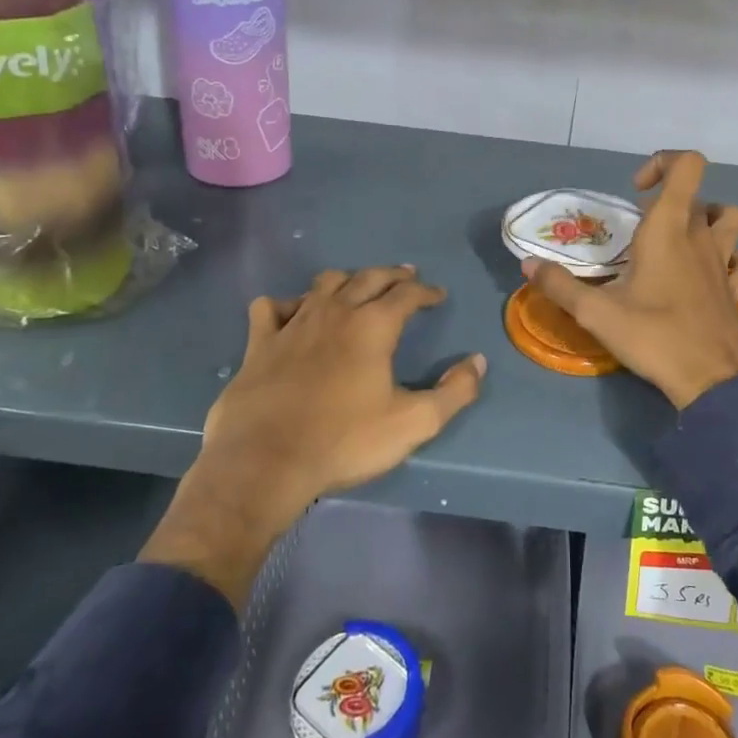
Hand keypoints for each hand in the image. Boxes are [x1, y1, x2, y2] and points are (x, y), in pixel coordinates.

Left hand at [140, 267, 485, 605]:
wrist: (265, 462)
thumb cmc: (344, 441)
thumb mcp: (413, 423)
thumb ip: (454, 392)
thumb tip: (477, 361)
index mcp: (373, 326)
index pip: (407, 295)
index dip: (426, 292)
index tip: (438, 295)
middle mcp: (335, 312)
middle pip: (368, 278)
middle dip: (392, 275)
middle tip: (406, 276)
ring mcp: (293, 323)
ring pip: (324, 284)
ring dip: (347, 279)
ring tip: (357, 286)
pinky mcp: (260, 342)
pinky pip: (272, 307)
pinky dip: (287, 304)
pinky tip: (293, 313)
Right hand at [523, 151, 737, 409]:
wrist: (711, 381)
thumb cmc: (653, 337)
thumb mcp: (595, 313)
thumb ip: (559, 285)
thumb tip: (528, 265)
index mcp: (669, 229)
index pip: (686, 165)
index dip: (662, 163)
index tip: (636, 193)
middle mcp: (701, 237)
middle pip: (697, 196)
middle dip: (668, 203)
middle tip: (641, 234)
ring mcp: (726, 262)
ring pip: (730, 219)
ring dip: (709, 219)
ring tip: (681, 241)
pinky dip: (737, 259)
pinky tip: (717, 274)